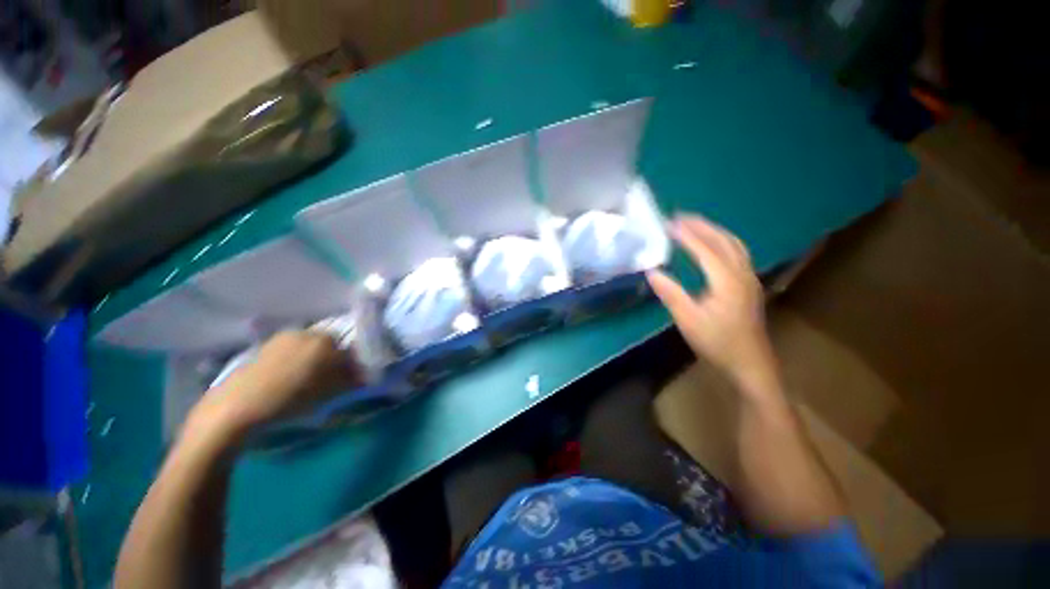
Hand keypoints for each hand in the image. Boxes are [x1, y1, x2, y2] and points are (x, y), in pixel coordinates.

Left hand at [192, 331, 362, 437]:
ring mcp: (285, 336)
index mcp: (323, 343)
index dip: (355, 368)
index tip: (355, 385)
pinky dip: (298, 362)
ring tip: (310, 386)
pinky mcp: (269, 345)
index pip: (350, 351)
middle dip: (335, 362)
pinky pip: (293, 349)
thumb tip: (364, 376)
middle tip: (333, 386)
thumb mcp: (325, 397)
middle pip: (330, 345)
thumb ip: (347, 383)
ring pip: (310, 346)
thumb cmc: (289, 403)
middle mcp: (306, 332)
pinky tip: (290, 381)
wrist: (244, 403)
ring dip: (315, 362)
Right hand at [647, 214, 774, 385]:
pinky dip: (724, 240)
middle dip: (701, 225)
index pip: (703, 247)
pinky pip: (739, 251)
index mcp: (725, 278)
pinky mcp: (751, 284)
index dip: (685, 233)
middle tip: (679, 217)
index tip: (667, 223)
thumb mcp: (690, 322)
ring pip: (733, 243)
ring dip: (714, 230)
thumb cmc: (720, 344)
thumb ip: (672, 294)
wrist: (751, 362)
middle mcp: (740, 270)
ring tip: (696, 225)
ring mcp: (749, 276)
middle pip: (721, 239)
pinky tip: (717, 246)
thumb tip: (652, 271)